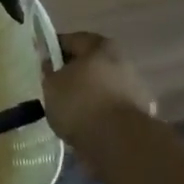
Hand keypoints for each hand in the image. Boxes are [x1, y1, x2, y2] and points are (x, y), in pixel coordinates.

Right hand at [42, 32, 159, 164]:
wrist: (119, 142)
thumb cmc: (80, 103)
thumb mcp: (51, 85)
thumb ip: (48, 71)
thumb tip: (50, 64)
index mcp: (100, 46)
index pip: (72, 40)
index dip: (54, 50)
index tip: (42, 64)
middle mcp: (123, 61)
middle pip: (91, 63)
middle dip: (74, 74)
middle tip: (55, 87)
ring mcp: (136, 88)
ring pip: (104, 87)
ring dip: (89, 95)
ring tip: (69, 111)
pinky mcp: (142, 114)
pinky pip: (112, 108)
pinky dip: (101, 114)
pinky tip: (86, 126)